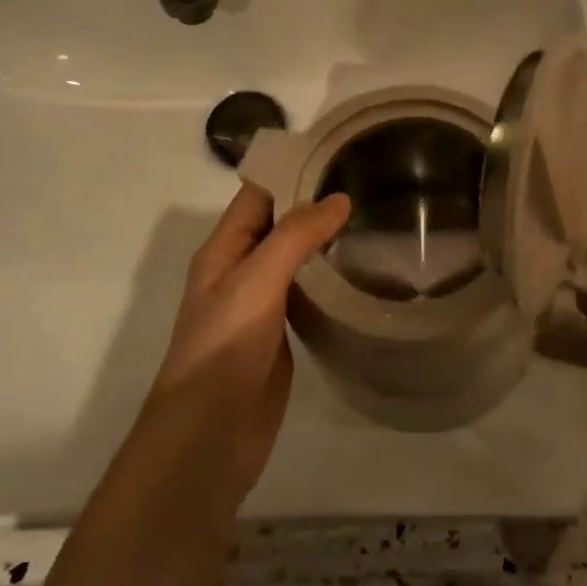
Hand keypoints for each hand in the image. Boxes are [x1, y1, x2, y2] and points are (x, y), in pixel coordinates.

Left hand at [142, 184, 350, 505]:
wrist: (212, 432)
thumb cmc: (226, 345)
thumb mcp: (257, 279)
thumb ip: (296, 235)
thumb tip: (339, 199)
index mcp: (223, 250)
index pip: (257, 195)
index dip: (291, 171)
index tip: (338, 153)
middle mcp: (240, 271)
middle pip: (278, 224)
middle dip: (315, 204)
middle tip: (369, 184)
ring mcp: (261, 305)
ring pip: (295, 260)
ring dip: (325, 242)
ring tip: (374, 220)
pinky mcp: (281, 334)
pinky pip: (307, 295)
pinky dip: (329, 280)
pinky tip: (362, 273)